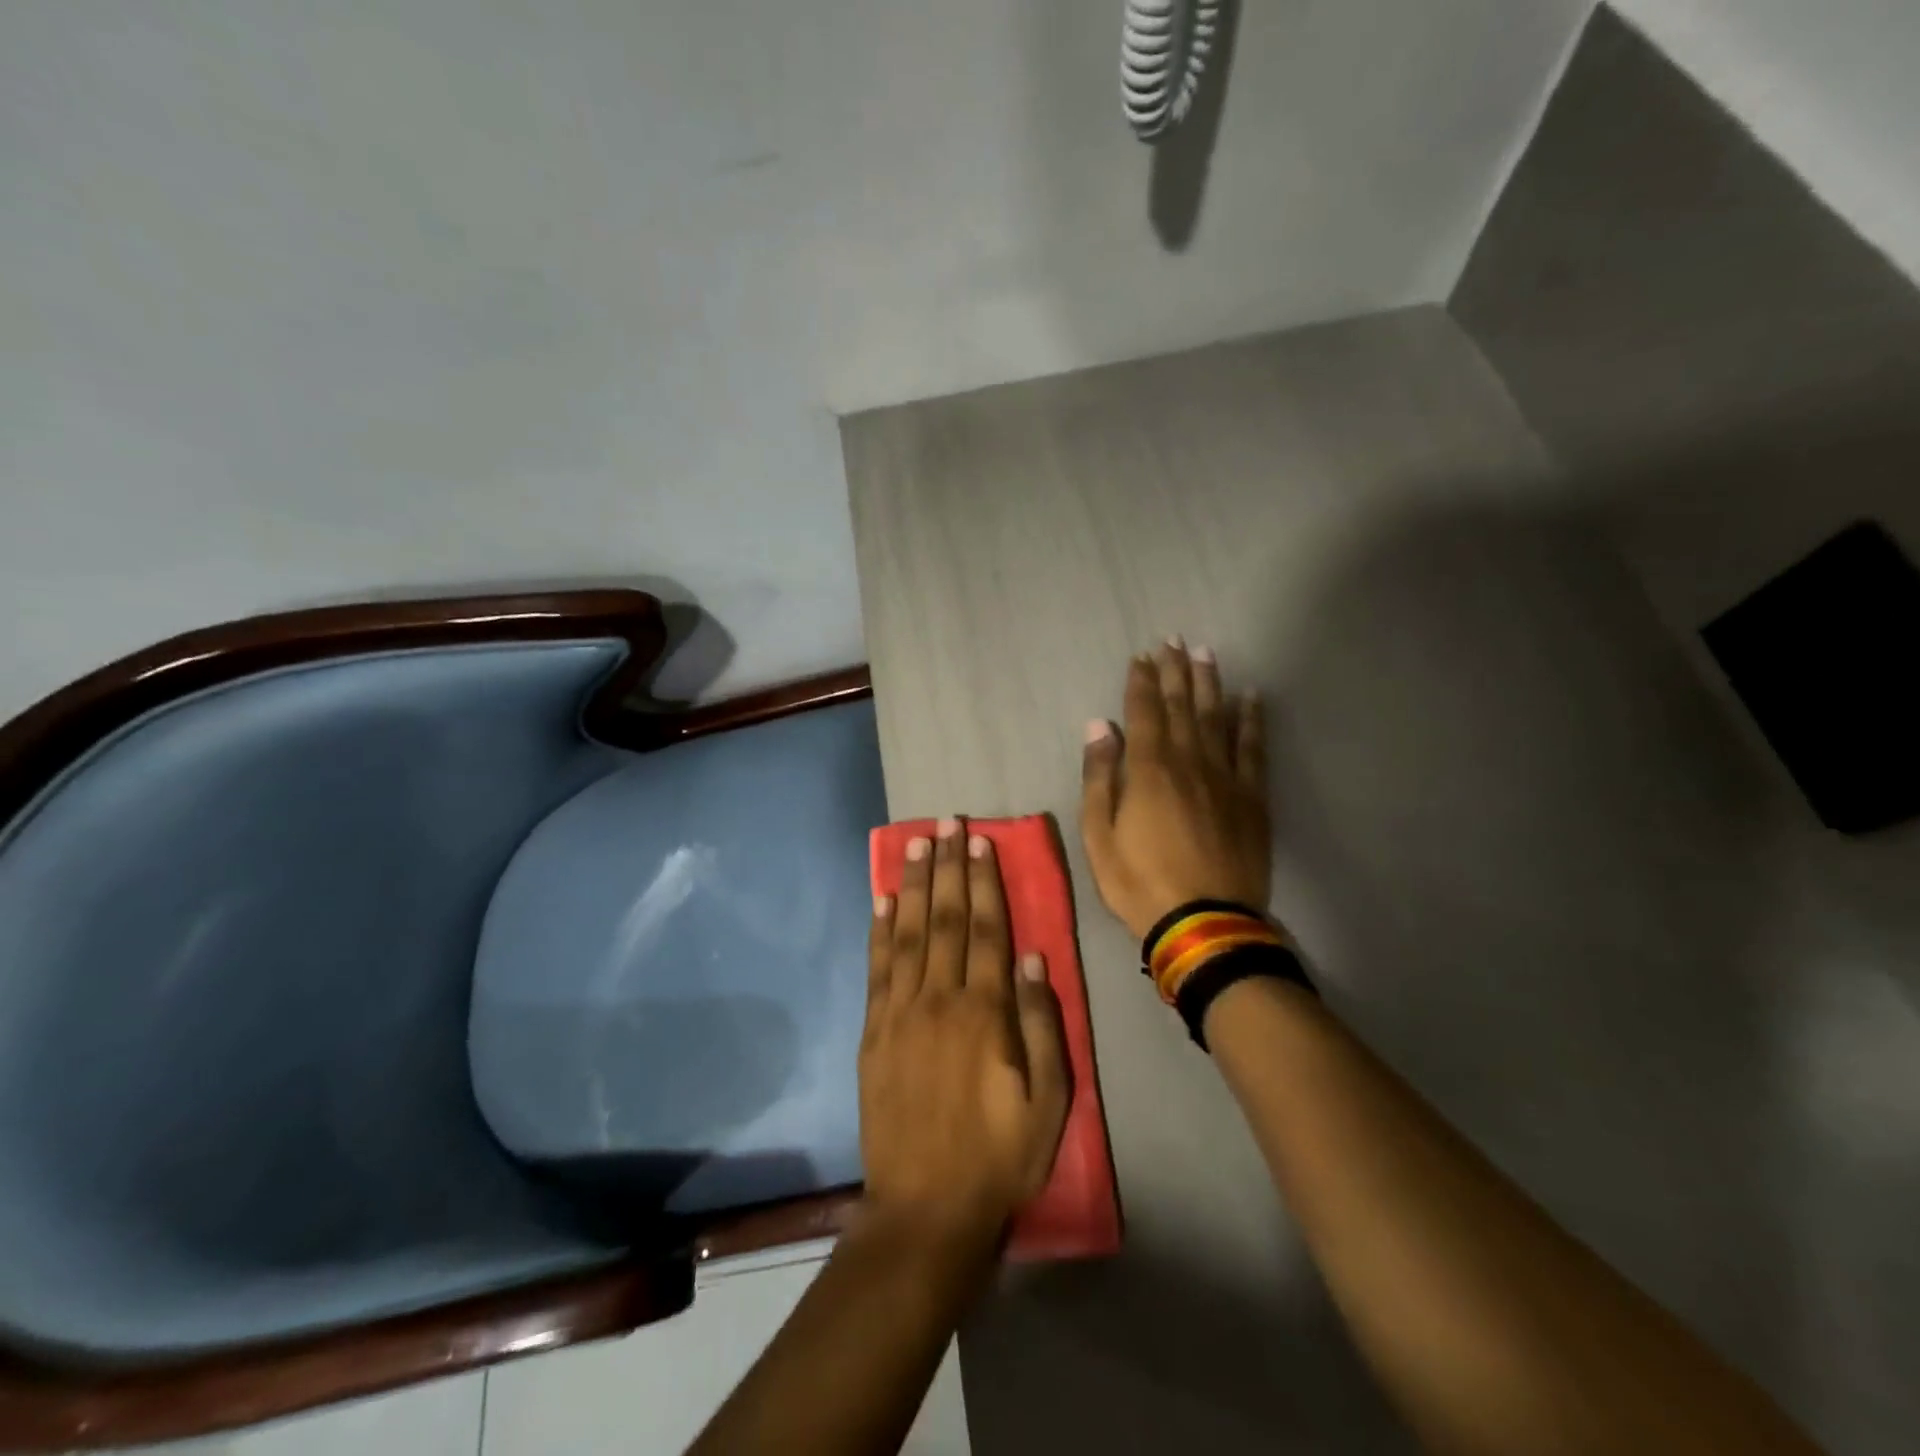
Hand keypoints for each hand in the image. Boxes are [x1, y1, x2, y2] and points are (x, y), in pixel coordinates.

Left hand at [860, 820, 1071, 1241]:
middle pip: (944, 918)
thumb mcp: (1049, 1100)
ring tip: (916, 843)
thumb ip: (1042, 1025)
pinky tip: (880, 899)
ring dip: (911, 884)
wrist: (926, 1209)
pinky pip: (876, 969)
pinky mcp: (874, 1032)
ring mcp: (900, 1013)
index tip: (981, 842)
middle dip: (948, 866)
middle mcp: (939, 999)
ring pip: (907, 933)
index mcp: (984, 1012)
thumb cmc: (999, 1155)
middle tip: (948, 822)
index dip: (984, 881)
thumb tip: (1035, 958)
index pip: (985, 929)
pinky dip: (878, 930)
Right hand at [1080, 639, 1272, 939]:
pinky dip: (1251, 719)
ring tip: (1206, 653)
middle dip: (1174, 671)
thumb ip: (1099, 777)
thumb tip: (1099, 727)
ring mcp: (1225, 777)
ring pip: (1217, 717)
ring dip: (1210, 683)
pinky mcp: (1252, 797)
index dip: (1141, 682)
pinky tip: (1251, 697)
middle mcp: (1189, 761)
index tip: (1140, 657)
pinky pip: (1253, 748)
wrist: (1204, 922)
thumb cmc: (1139, 881)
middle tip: (1173, 640)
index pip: (1143, 712)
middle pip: (1182, 705)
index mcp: (1148, 769)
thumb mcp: (1098, 835)